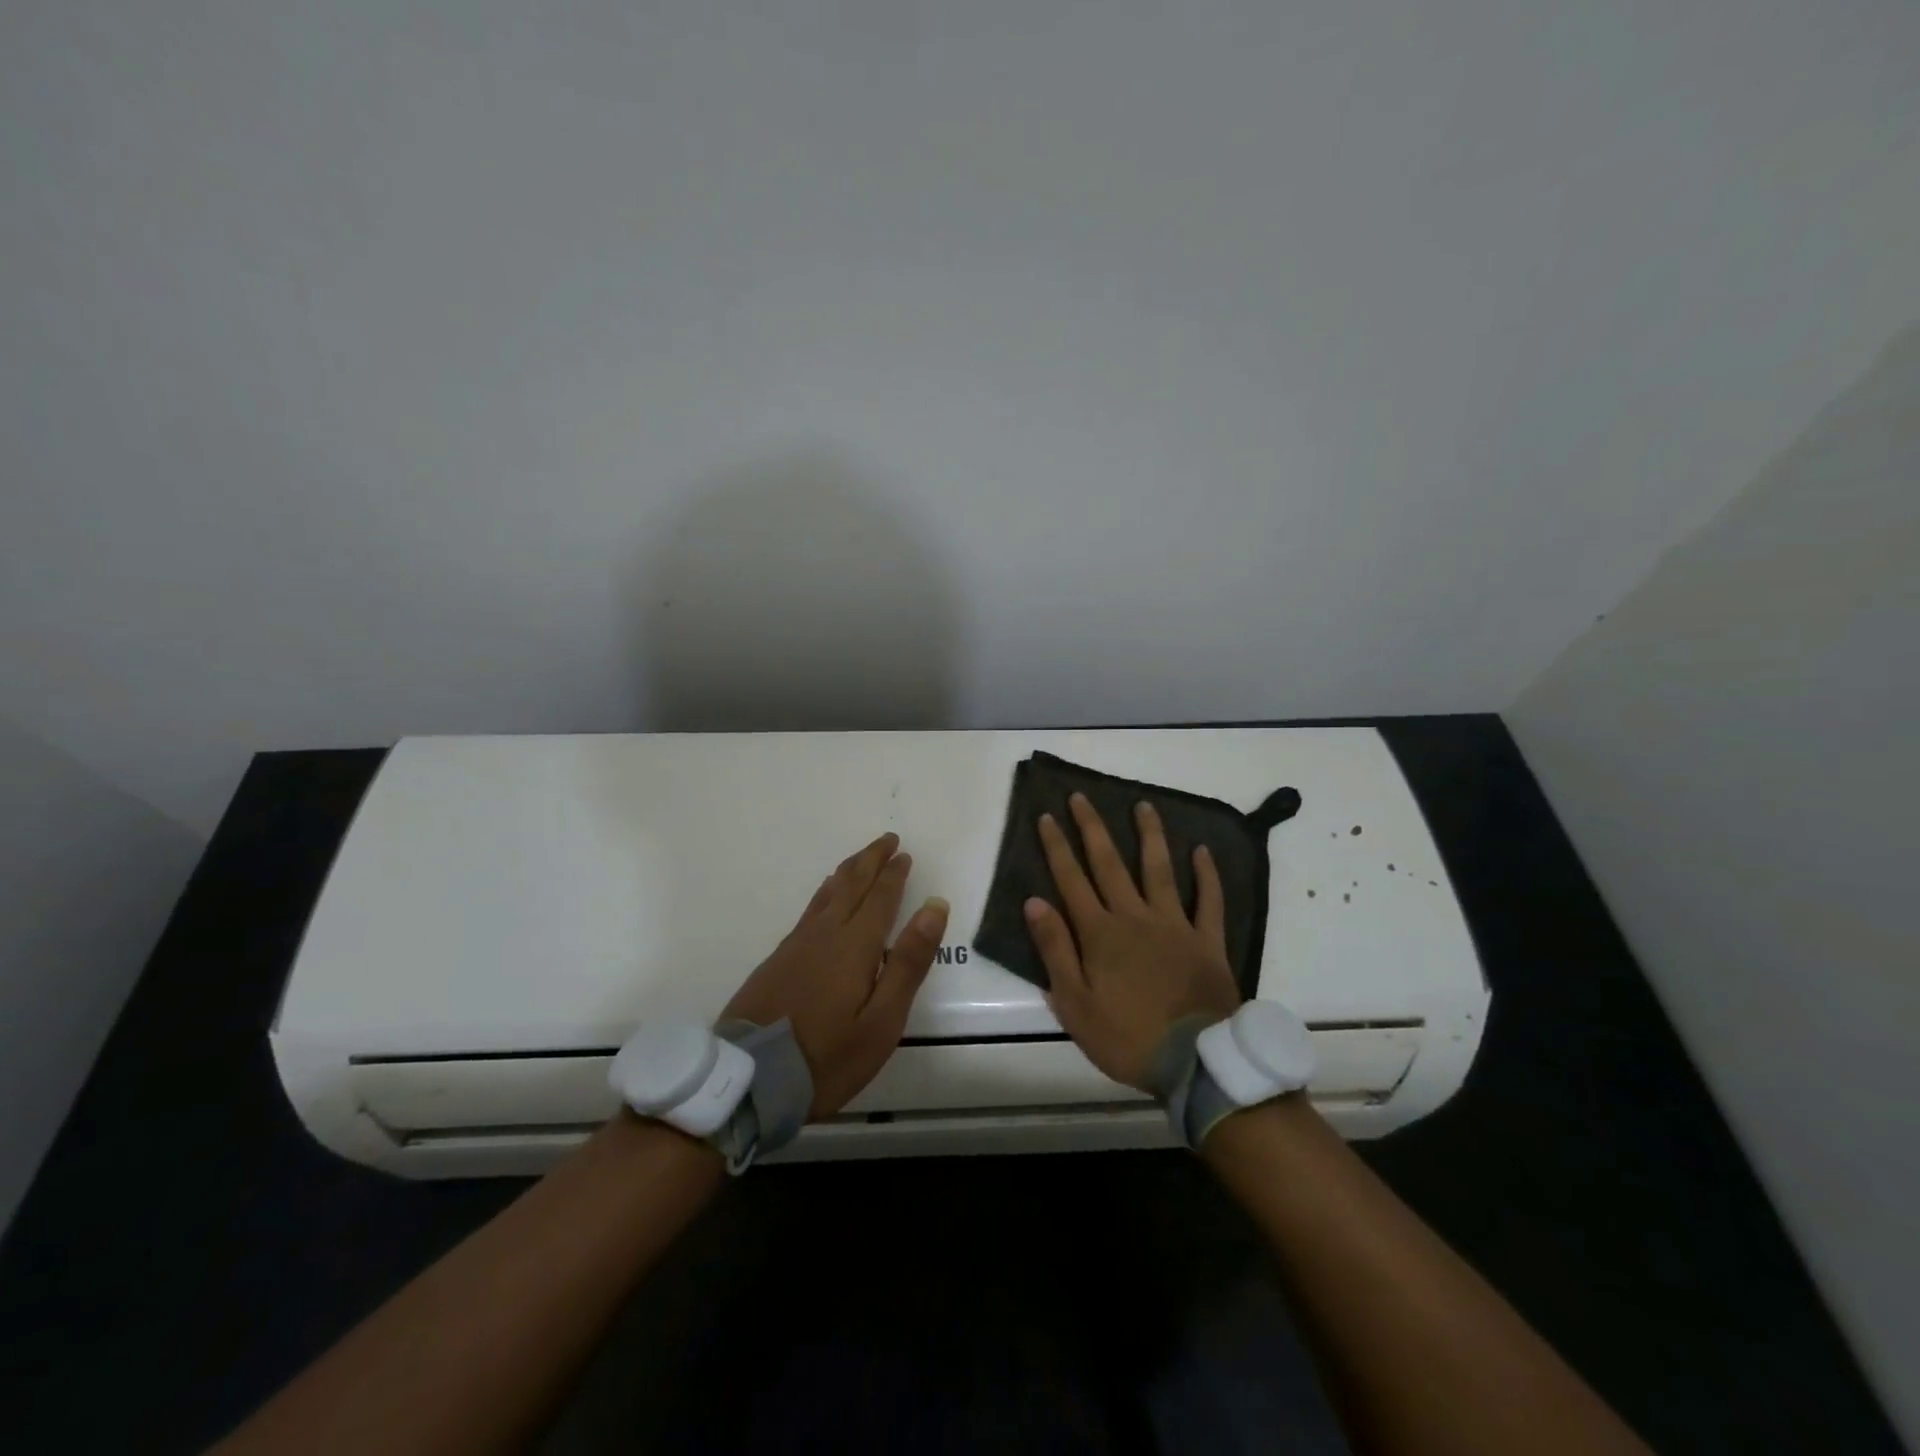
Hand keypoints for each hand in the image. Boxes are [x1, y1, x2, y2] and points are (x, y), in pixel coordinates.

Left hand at [723, 832, 949, 1118]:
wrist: (750, 1079)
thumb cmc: (828, 1056)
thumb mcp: (882, 1019)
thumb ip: (909, 961)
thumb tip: (934, 905)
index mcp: (855, 945)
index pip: (880, 898)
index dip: (893, 874)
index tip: (904, 854)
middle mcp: (825, 934)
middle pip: (851, 885)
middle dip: (871, 860)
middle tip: (887, 840)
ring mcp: (797, 945)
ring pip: (828, 894)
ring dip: (848, 872)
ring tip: (860, 859)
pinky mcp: (778, 960)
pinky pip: (810, 910)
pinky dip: (826, 893)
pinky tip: (825, 898)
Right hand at [1023, 795, 1240, 1090]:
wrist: (1195, 1062)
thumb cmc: (1126, 1037)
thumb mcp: (1075, 1003)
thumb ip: (1055, 949)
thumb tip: (1035, 901)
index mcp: (1100, 933)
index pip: (1071, 880)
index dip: (1057, 847)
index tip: (1046, 816)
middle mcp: (1134, 917)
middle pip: (1110, 864)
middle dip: (1092, 828)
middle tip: (1081, 797)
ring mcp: (1174, 925)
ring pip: (1159, 870)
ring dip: (1149, 835)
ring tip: (1143, 805)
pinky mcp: (1207, 940)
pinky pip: (1209, 900)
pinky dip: (1206, 874)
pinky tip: (1202, 850)